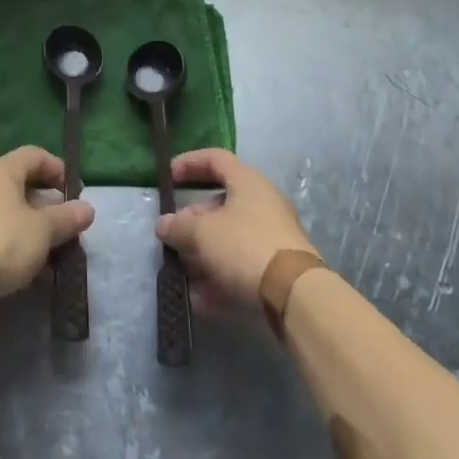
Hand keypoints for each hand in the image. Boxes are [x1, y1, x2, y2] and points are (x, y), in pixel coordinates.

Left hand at [0, 146, 94, 302]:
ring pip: (8, 211)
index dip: (58, 169)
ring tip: (52, 253)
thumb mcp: (42, 231)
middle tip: (66, 227)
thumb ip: (66, 218)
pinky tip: (28, 269)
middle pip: (21, 183)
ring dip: (32, 228)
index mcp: (1, 170)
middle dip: (47, 205)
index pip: (35, 155)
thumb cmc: (2, 242)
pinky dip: (14, 243)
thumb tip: (87, 209)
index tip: (75, 193)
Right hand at [155, 149, 317, 313]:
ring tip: (183, 273)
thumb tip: (163, 225)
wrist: (295, 295)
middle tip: (172, 237)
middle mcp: (262, 203)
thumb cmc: (244, 246)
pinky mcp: (276, 268)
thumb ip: (178, 227)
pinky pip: (241, 266)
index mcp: (247, 182)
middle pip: (219, 204)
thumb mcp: (202, 233)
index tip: (168, 177)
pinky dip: (220, 278)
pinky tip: (201, 300)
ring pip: (229, 238)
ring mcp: (272, 237)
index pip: (215, 159)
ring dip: (202, 254)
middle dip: (192, 222)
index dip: (189, 163)